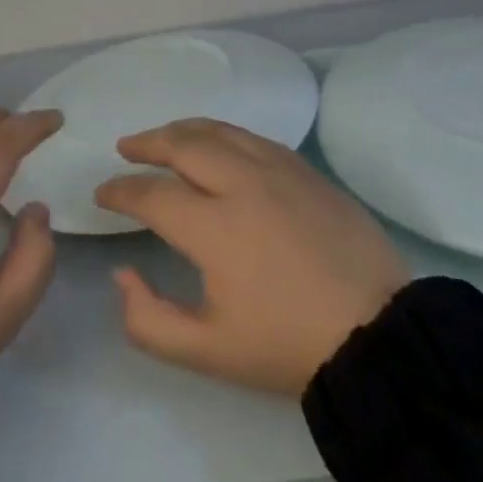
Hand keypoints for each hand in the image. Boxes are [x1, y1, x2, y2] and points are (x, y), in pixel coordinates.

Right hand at [95, 120, 410, 396]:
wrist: (379, 336)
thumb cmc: (288, 345)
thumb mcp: (207, 351)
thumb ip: (148, 319)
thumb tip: (123, 273)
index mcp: (214, 226)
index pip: (151, 194)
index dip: (120, 192)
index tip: (103, 194)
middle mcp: (242, 183)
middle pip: (183, 144)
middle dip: (147, 142)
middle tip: (126, 147)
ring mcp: (279, 171)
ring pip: (220, 131)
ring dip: (184, 130)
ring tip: (165, 137)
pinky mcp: (307, 172)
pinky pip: (254, 138)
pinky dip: (224, 135)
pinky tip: (219, 145)